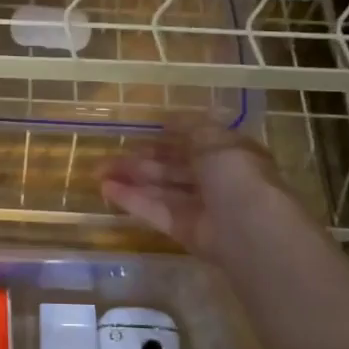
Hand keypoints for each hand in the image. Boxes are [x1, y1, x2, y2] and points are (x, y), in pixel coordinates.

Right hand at [100, 122, 299, 260]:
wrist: (249, 230)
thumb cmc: (236, 176)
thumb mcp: (215, 140)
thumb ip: (190, 127)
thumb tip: (169, 118)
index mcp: (228, 154)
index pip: (194, 142)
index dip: (168, 136)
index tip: (140, 132)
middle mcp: (215, 180)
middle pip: (172, 167)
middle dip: (141, 160)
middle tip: (108, 156)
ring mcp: (200, 207)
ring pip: (161, 188)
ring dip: (131, 179)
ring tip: (98, 171)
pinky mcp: (184, 230)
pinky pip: (156, 210)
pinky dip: (132, 200)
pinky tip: (106, 189)